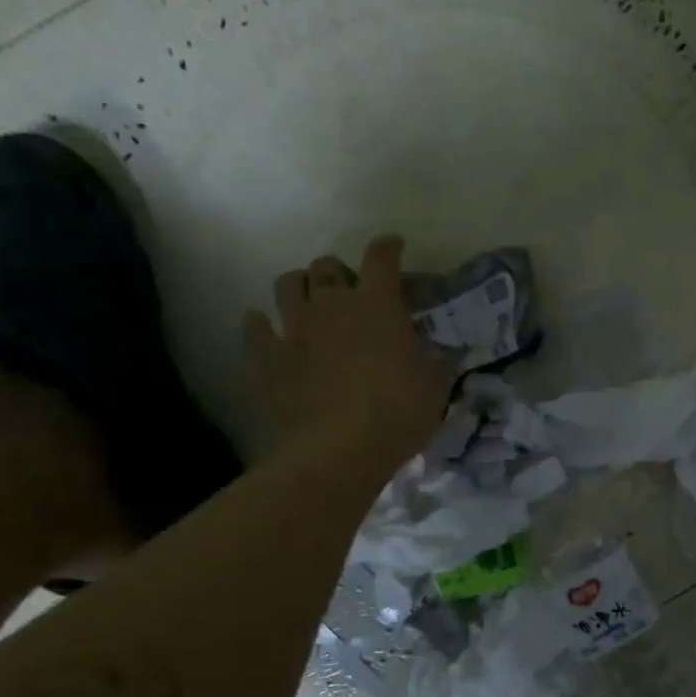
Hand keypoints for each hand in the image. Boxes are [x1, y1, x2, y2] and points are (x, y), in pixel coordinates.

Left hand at [244, 236, 450, 480]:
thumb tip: (441, 353)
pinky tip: (264, 328)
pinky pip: (254, 328)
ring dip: (299, 285)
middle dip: (339, 270)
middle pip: (327, 266)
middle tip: (349, 288)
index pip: (382, 258)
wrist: (337, 451)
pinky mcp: (268, 358)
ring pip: (287, 284)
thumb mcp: (435, 389)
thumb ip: (437, 363)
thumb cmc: (397, 414)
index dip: (388, 247)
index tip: (394, 245)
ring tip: (308, 299)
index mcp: (378, 305)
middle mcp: (333, 305)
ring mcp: (295, 329)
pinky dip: (259, 324)